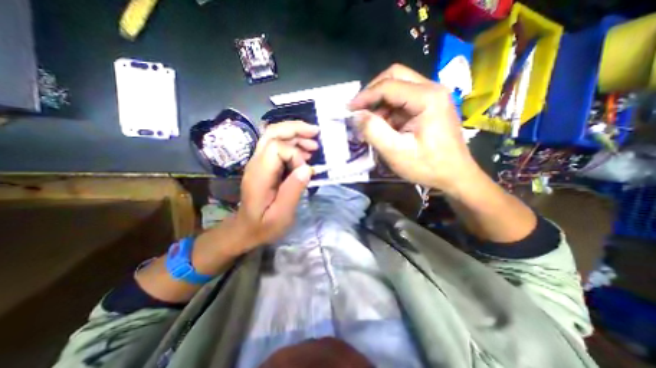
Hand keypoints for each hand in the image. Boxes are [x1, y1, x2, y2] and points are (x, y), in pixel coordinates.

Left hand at [236, 120, 320, 246]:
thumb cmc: (264, 225)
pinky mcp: (264, 165)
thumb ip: (293, 190)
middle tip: (316, 132)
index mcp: (259, 174)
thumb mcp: (281, 215)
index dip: (295, 155)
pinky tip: (305, 152)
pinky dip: (293, 144)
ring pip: (274, 135)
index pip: (277, 148)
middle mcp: (256, 162)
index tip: (304, 172)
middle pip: (272, 133)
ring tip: (314, 143)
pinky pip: (278, 146)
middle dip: (295, 129)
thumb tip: (307, 168)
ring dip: (296, 134)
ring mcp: (259, 162)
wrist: (246, 229)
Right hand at [348, 63, 480, 192]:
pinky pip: (403, 100)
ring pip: (398, 87)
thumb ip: (374, 131)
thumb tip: (356, 116)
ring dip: (380, 103)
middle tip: (359, 110)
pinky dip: (388, 110)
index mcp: (428, 97)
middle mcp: (432, 89)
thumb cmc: (427, 166)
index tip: (348, 110)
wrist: (454, 175)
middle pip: (395, 76)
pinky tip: (384, 127)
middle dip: (373, 92)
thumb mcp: (396, 152)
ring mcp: (432, 96)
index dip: (365, 96)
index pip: (388, 85)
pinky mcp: (429, 105)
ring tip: (371, 124)